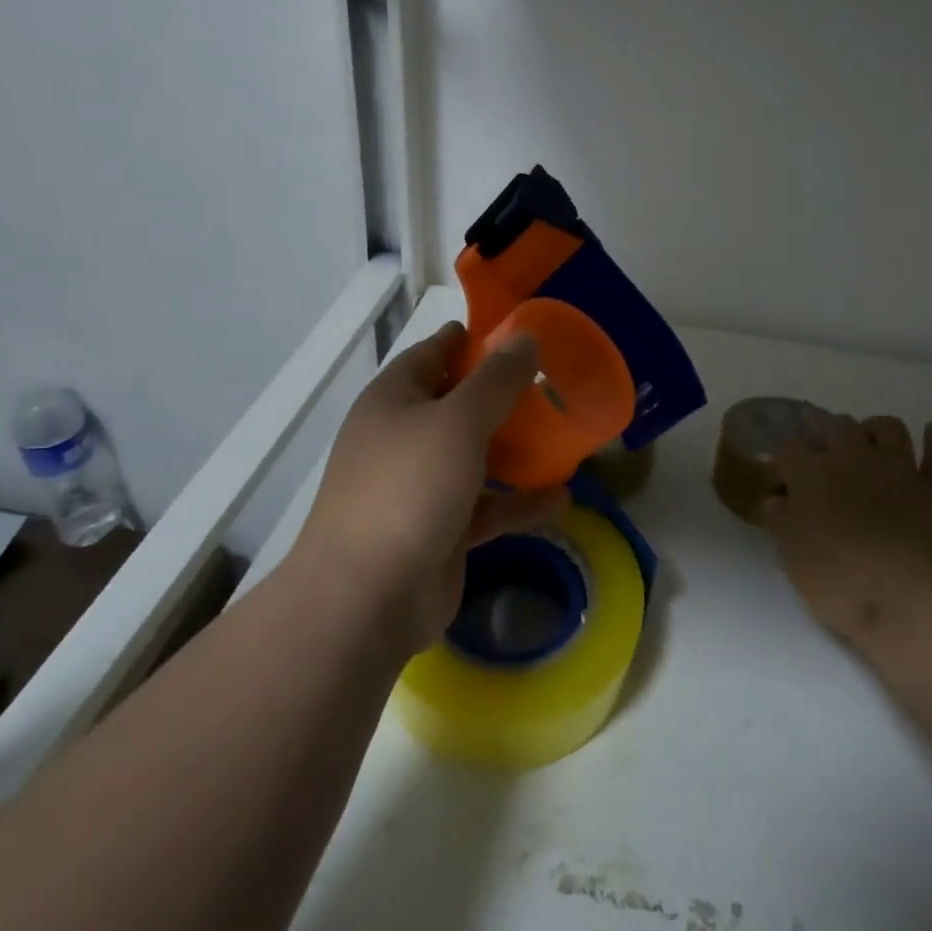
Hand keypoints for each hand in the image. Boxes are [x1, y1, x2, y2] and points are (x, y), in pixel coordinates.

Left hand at [293, 323, 569, 656]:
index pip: (433, 353)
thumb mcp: (458, 421)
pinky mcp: (440, 530)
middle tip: (553, 384)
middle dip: (503, 395)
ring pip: (475, 456)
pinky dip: (518, 501)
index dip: (471, 339)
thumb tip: (525, 336)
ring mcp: (420, 486)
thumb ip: (496, 379)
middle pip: (458, 404)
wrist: (367, 598)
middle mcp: (404, 437)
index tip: (518, 333)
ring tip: (563, 434)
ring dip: (515, 448)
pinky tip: (561, 497)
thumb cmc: (409, 488)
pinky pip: (486, 505)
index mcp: (394, 399)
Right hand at [762, 414, 931, 645]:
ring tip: (868, 438)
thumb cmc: (839, 581)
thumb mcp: (793, 558)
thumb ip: (782, 522)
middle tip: (820, 444)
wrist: (910, 600)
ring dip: (875, 428)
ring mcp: (899, 470)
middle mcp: (854, 458)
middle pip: (837, 426)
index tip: (782, 476)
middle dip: (824, 430)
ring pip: (888, 428)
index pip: (790, 448)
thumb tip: (775, 500)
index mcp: (812, 474)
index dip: (784, 459)